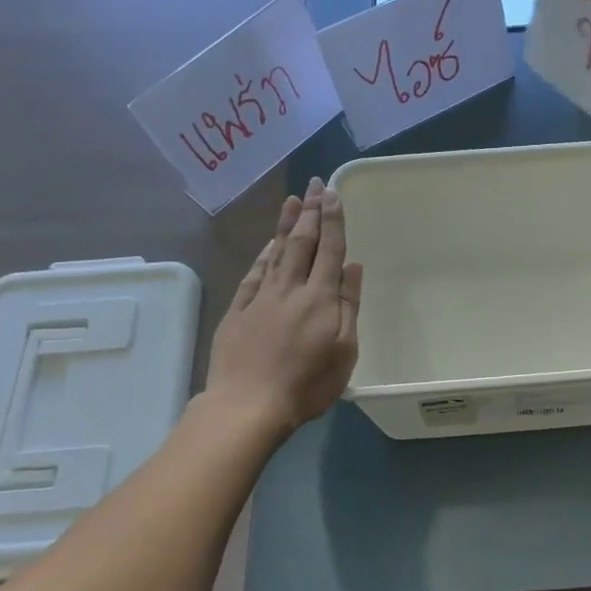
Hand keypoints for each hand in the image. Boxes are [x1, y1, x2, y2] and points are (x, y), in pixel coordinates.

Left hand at [206, 178, 362, 433]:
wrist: (247, 405)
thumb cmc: (307, 384)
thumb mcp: (344, 351)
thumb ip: (349, 306)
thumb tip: (352, 268)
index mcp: (320, 298)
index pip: (329, 251)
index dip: (333, 221)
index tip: (333, 194)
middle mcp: (290, 289)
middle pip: (302, 243)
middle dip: (311, 212)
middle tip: (315, 184)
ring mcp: (260, 298)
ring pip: (276, 252)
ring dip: (287, 225)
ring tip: (293, 201)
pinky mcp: (238, 311)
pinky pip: (254, 274)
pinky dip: (263, 254)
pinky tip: (269, 243)